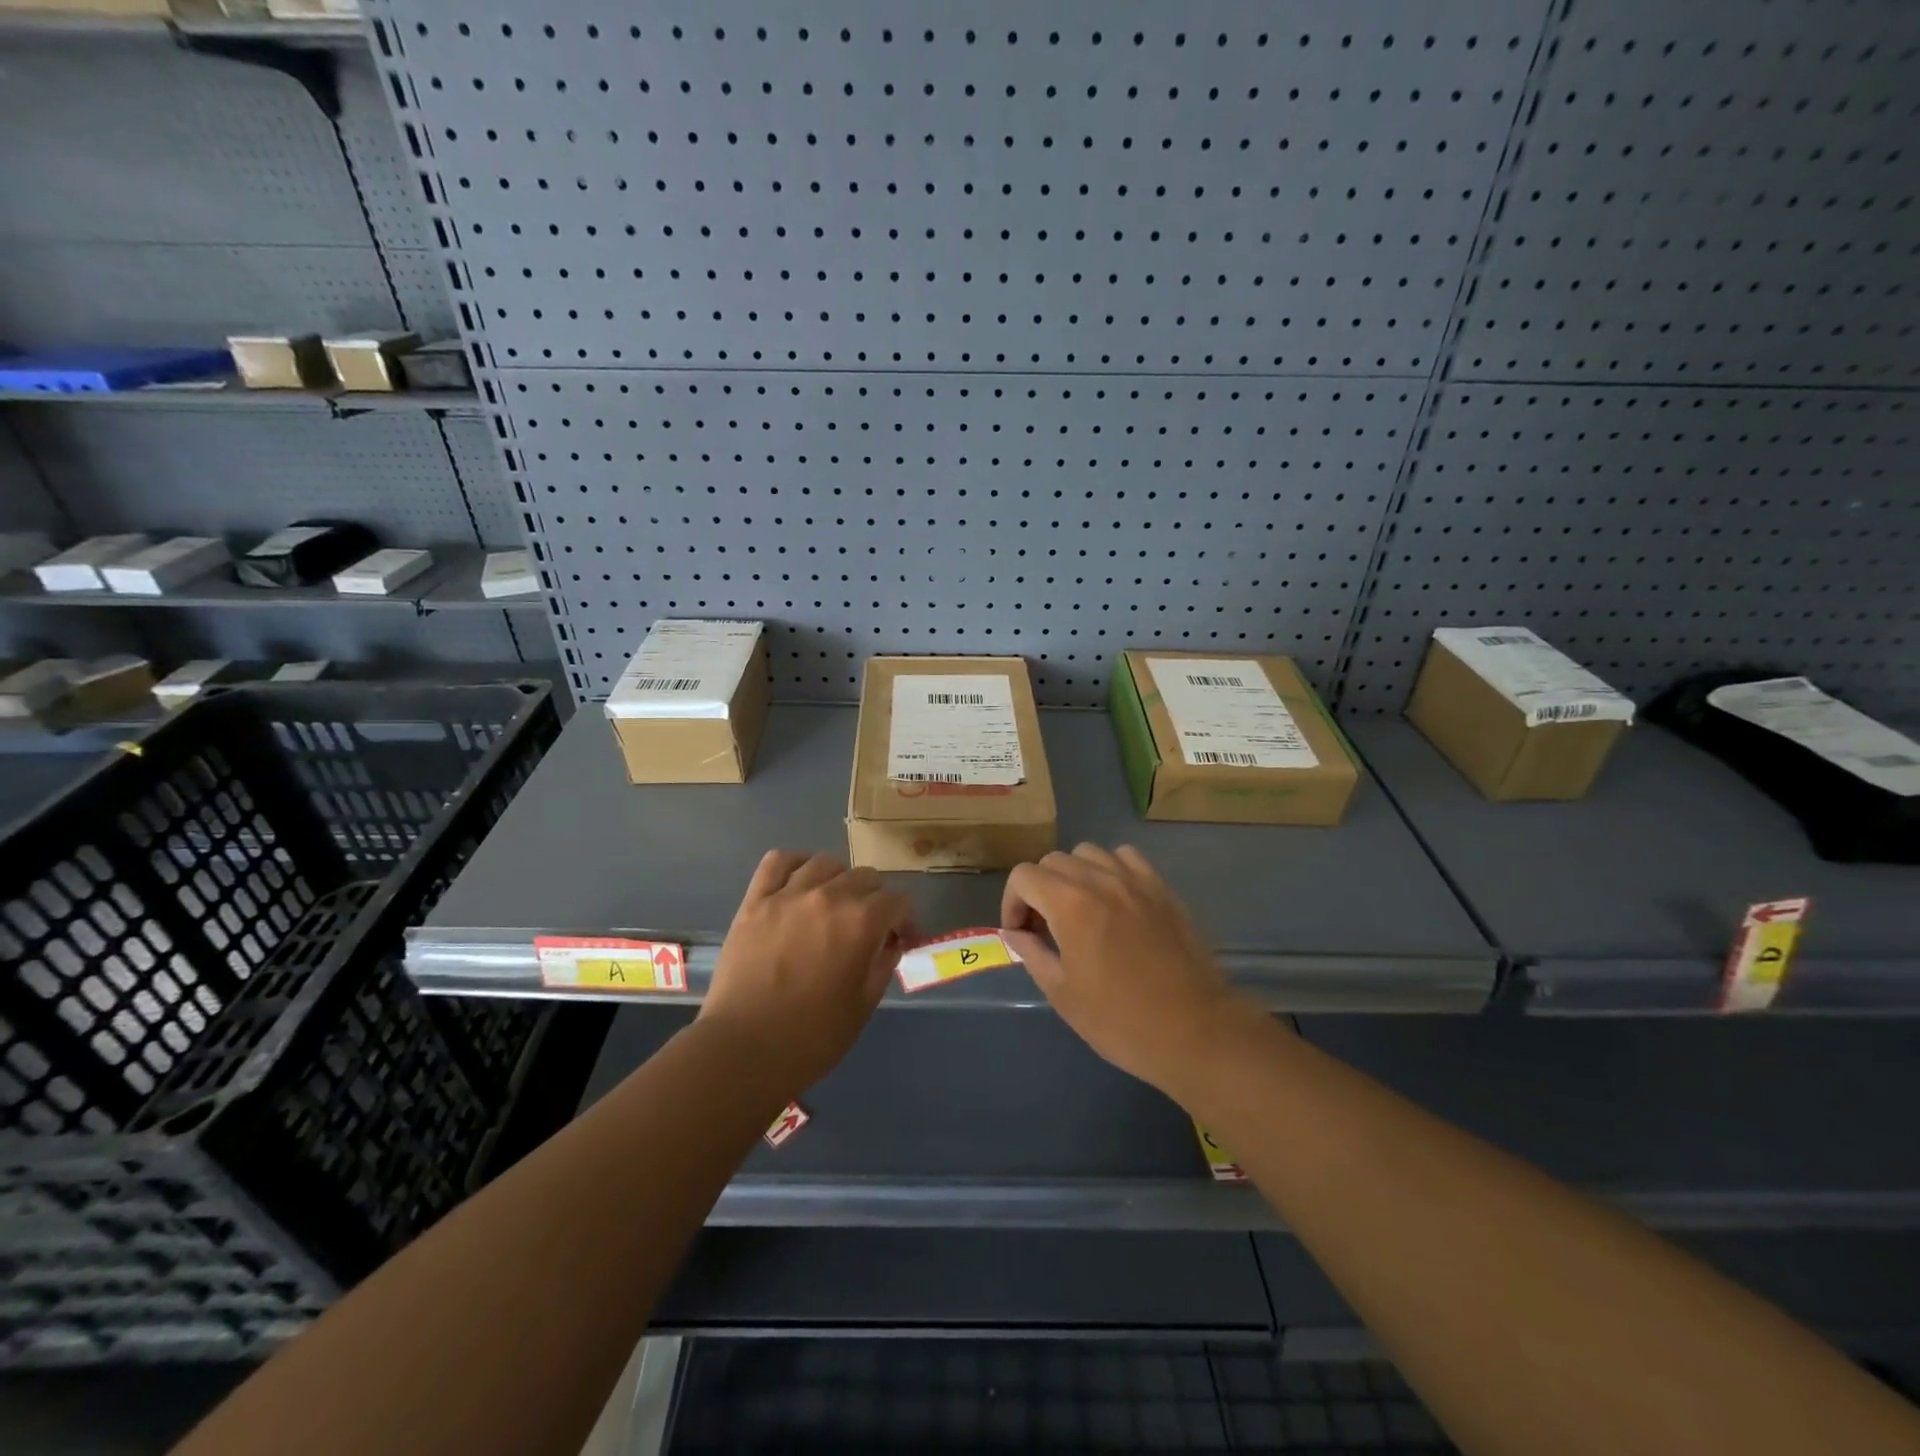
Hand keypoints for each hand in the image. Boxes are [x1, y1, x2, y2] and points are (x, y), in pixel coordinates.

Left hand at [700, 850, 918, 1088]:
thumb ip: (882, 965)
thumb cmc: (811, 1037)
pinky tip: (800, 882)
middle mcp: (828, 896)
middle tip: (868, 929)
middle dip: (876, 901)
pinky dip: (795, 864)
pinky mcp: (755, 901)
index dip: (907, 921)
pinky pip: (778, 861)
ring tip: (833, 904)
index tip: (902, 941)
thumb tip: (889, 943)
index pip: (899, 901)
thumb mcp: (863, 1005)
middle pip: (866, 877)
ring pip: (826, 863)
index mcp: (861, 922)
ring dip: (839, 881)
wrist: (743, 1050)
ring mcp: (788, 894)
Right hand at [1002, 843, 1251, 1093]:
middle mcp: (1101, 880)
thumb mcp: (1062, 993)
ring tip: (1079, 910)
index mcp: (1070, 904)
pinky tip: (1114, 900)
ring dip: (1073, 875)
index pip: (1024, 876)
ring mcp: (1136, 880)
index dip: (1012, 902)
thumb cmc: (1121, 1020)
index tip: (1021, 933)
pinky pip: (1126, 858)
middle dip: (1039, 890)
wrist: (1194, 1031)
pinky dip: (1110, 870)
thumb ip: (1032, 953)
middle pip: (1053, 861)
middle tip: (1045, 928)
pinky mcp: (1162, 888)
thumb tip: (1014, 932)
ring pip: (1089, 853)